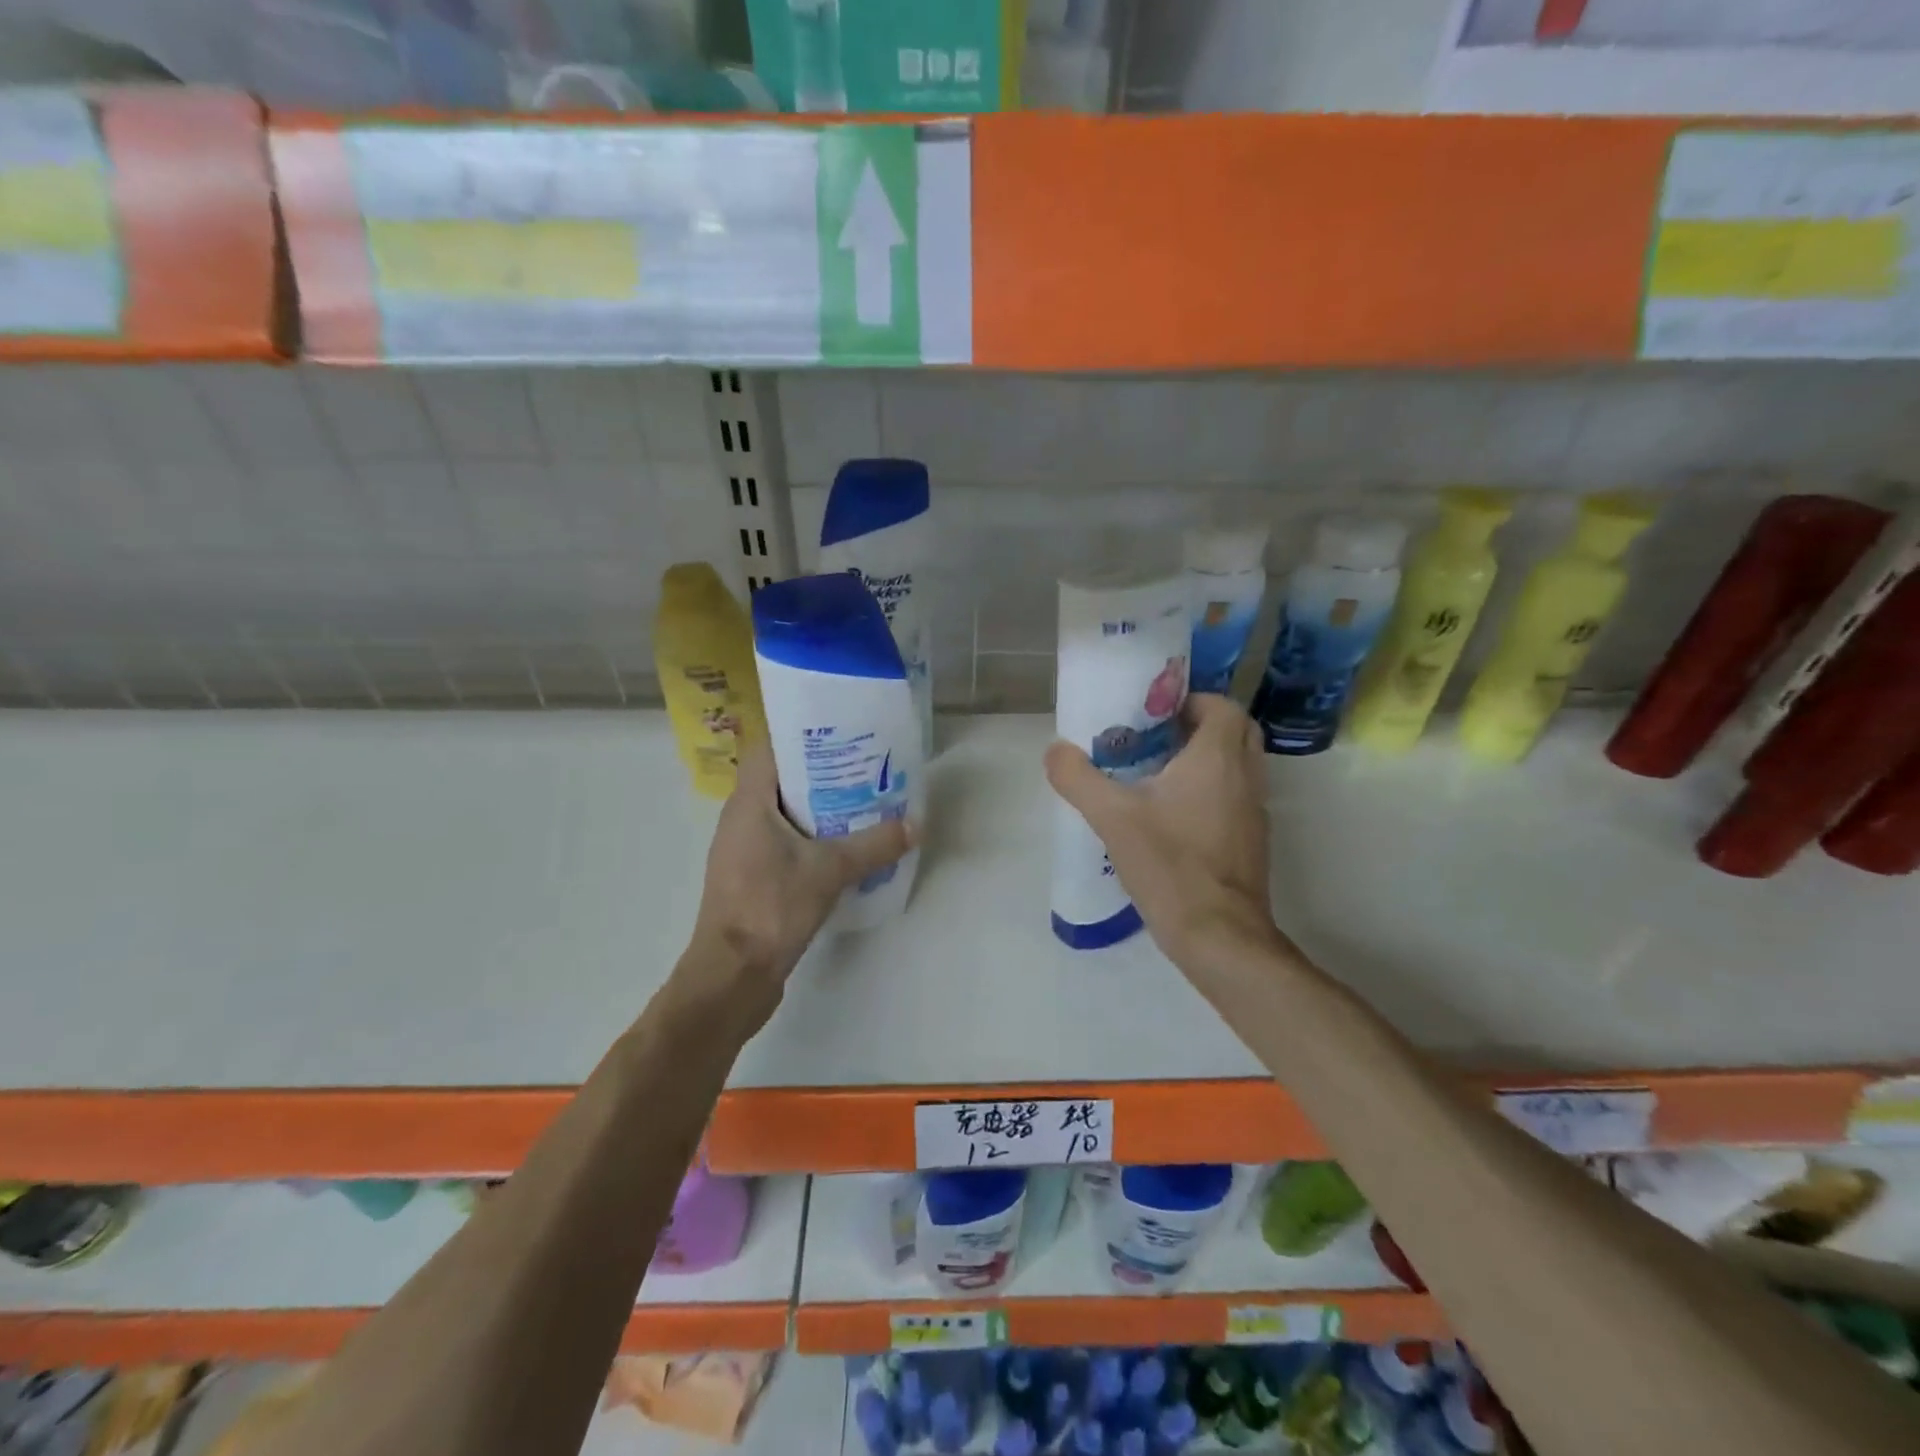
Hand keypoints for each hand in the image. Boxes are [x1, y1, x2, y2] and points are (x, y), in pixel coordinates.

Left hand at [683, 742, 914, 1027]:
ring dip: (819, 806)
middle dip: (822, 771)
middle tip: (865, 766)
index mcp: (748, 803)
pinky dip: (811, 837)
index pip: (769, 749)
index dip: (803, 735)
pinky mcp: (752, 877)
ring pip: (784, 813)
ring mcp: (744, 850)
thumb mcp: (830, 870)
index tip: (841, 732)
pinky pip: (784, 842)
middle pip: (781, 780)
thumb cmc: (772, 907)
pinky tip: (845, 846)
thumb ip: (874, 844)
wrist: (733, 975)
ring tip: (863, 801)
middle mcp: (741, 819)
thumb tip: (916, 824)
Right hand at [1044, 694, 1283, 973]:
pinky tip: (1173, 816)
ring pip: (1239, 765)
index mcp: (1218, 758)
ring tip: (1159, 774)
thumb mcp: (1112, 817)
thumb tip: (1054, 750)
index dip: (1191, 701)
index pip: (1222, 706)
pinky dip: (1214, 791)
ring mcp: (1255, 811)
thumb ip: (1078, 778)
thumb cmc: (1169, 864)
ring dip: (1207, 759)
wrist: (1218, 934)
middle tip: (1157, 739)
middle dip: (1199, 726)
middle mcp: (1246, 776)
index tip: (1154, 714)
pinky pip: (1237, 796)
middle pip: (1236, 731)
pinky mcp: (1253, 841)